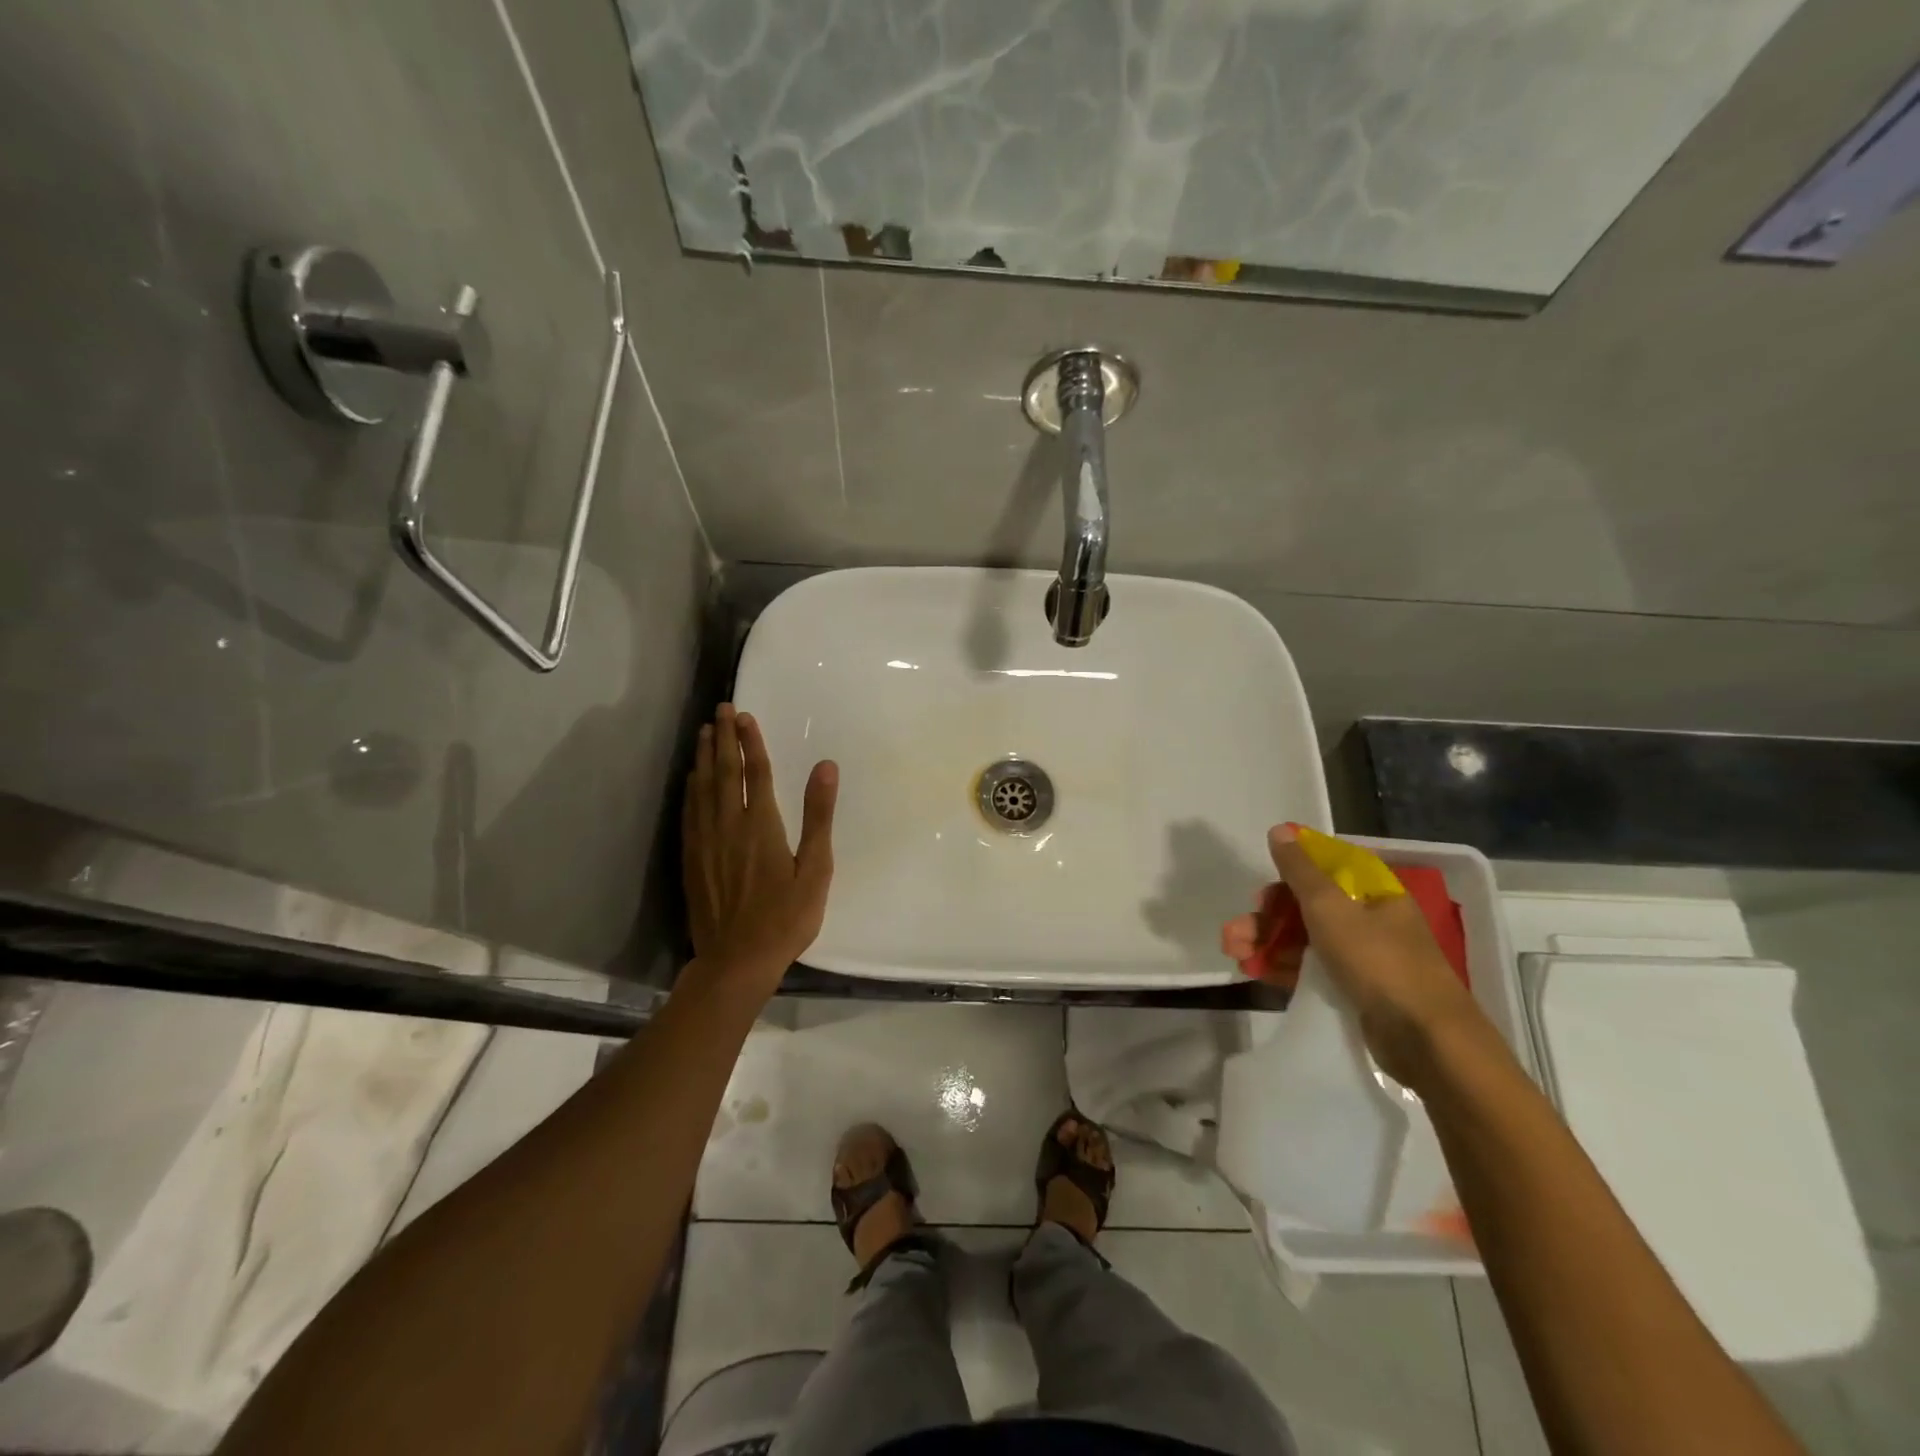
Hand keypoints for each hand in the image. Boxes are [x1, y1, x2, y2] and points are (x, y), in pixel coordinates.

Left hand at [682, 704, 837, 996]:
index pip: (755, 772)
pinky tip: (690, 779)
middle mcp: (729, 825)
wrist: (737, 960)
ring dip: (703, 756)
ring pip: (702, 788)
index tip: (744, 715)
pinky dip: (690, 789)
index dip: (751, 742)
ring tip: (704, 731)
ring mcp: (706, 842)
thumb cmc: (786, 917)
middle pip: (724, 772)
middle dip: (723, 738)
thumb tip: (825, 767)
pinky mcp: (692, 859)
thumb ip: (819, 815)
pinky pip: (689, 812)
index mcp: (761, 825)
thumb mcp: (816, 869)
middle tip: (721, 708)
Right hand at [1231, 825, 1487, 1086]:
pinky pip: (1311, 969)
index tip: (1259, 891)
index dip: (1286, 875)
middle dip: (1265, 917)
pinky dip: (1282, 967)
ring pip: (1303, 939)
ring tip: (1234, 954)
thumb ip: (1300, 870)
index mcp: (1372, 892)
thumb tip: (1280, 829)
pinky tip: (1254, 972)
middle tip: (1233, 933)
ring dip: (1265, 942)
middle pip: (1306, 906)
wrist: (1426, 1040)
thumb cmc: (1378, 961)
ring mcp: (1363, 956)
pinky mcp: (1355, 990)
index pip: (1323, 869)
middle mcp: (1369, 919)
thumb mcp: (1330, 908)